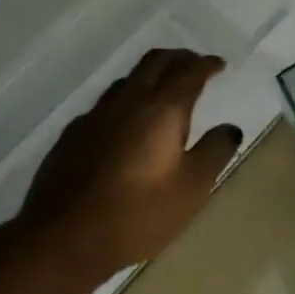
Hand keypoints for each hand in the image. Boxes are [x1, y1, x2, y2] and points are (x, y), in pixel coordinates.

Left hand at [22, 48, 242, 277]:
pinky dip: (126, 100)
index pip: (189, 72)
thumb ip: (214, 152)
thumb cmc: (138, 213)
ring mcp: (96, 114)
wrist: (64, 236)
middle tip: (194, 64)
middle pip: (155, 61)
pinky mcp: (73, 133)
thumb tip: (230, 128)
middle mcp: (129, 101)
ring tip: (162, 89)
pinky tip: (125, 122)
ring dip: (150, 75)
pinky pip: (105, 103)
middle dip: (179, 57)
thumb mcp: (191, 188)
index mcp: (162, 109)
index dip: (207, 64)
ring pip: (128, 79)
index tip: (219, 64)